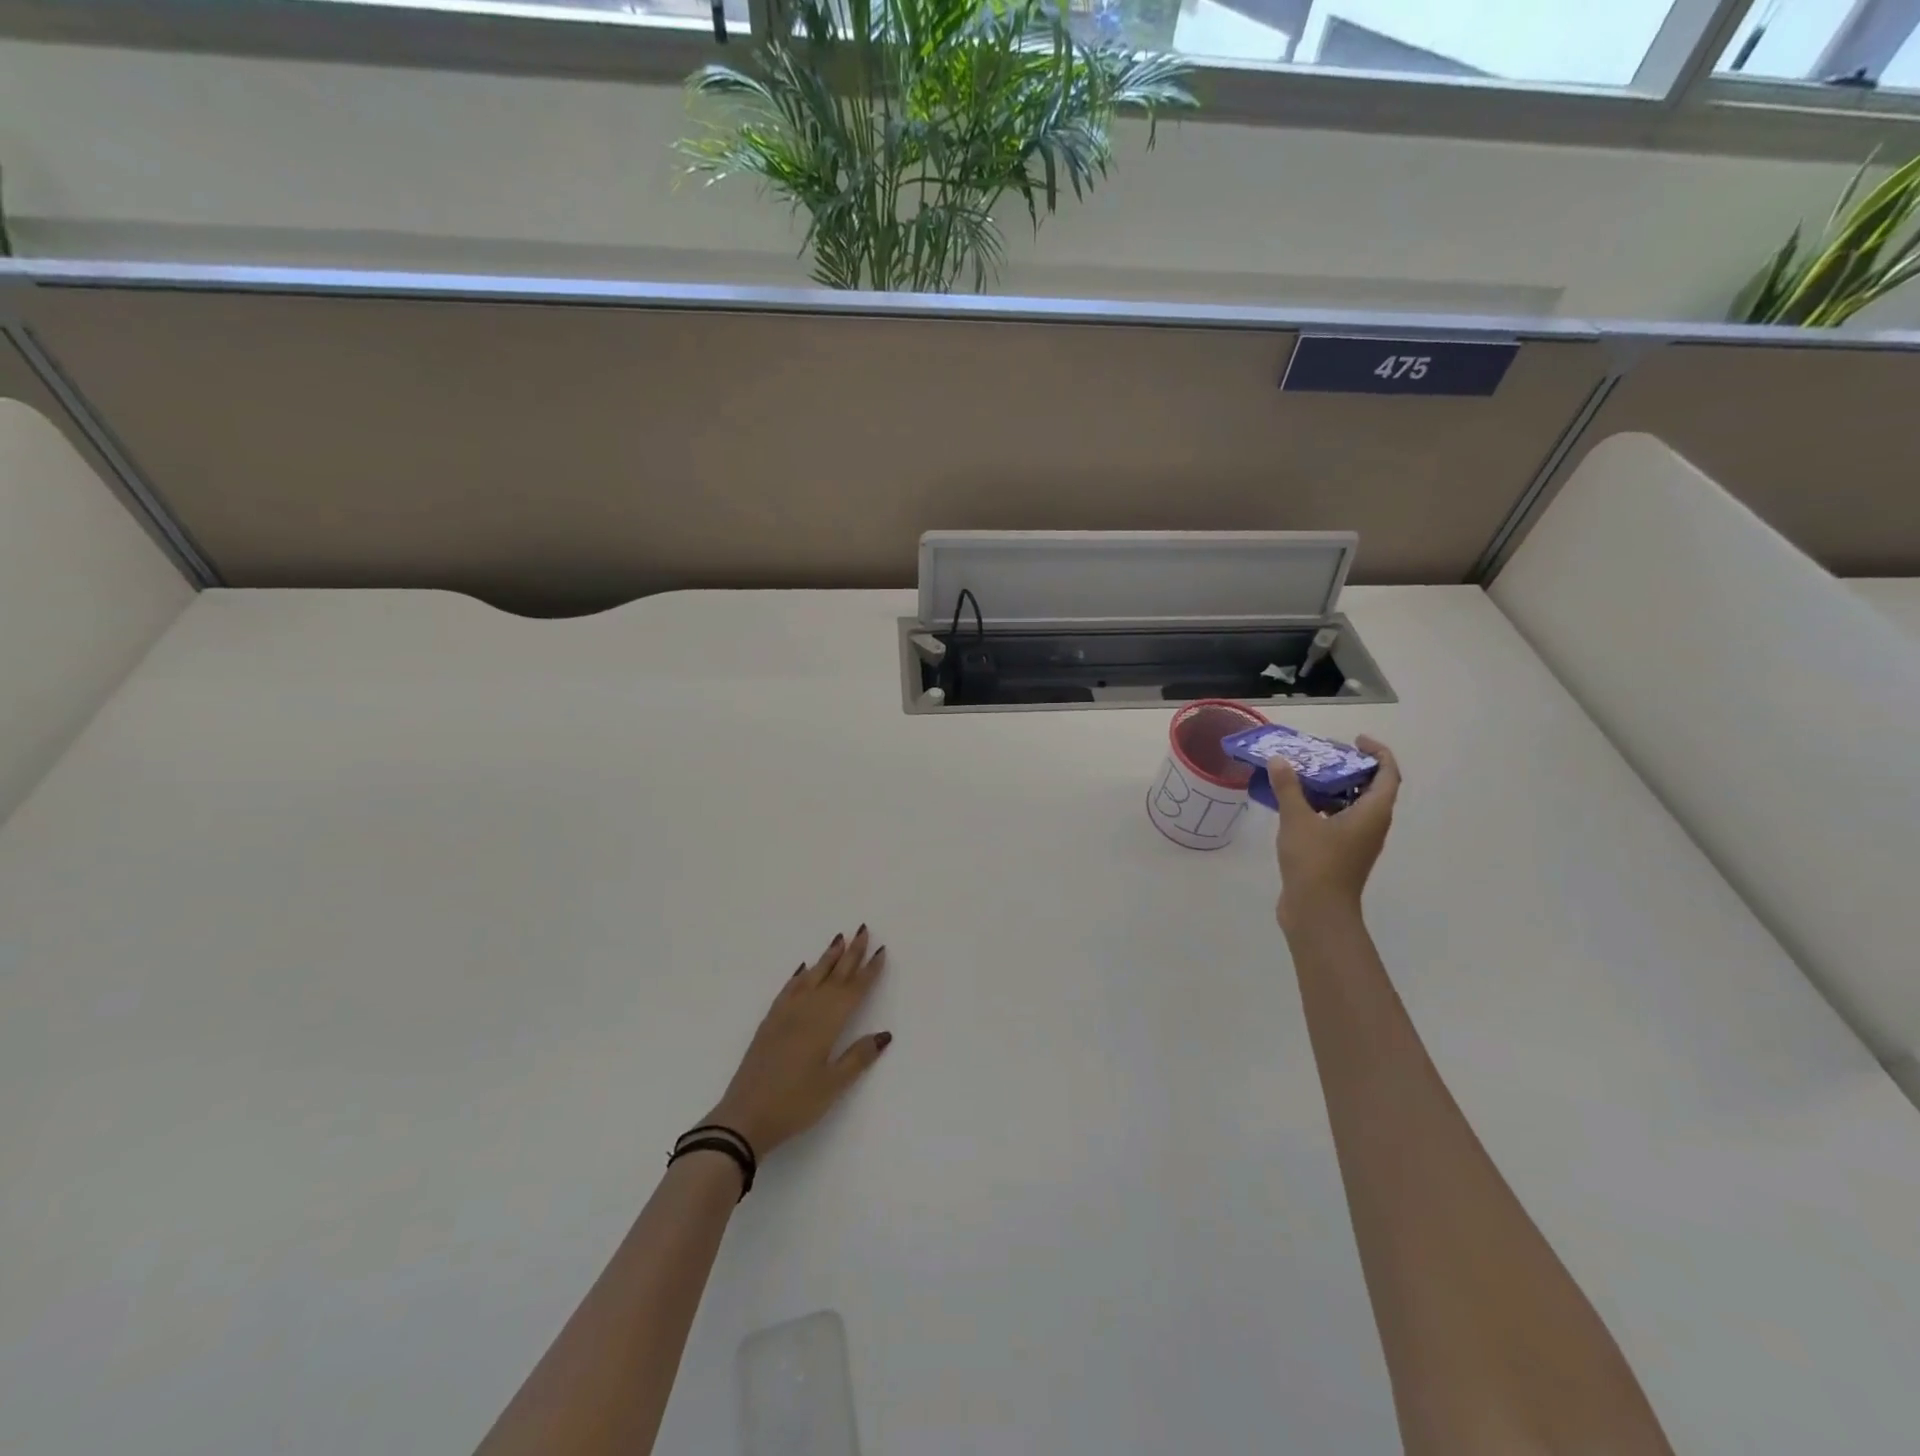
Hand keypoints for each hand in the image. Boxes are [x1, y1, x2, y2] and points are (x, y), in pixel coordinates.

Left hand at [704, 928, 891, 1156]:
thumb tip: (884, 1034)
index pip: (853, 991)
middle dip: (851, 953)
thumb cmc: (794, 1104)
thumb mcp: (832, 1086)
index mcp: (826, 1024)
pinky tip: (803, 968)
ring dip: (827, 957)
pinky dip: (799, 975)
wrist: (744, 1117)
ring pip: (811, 977)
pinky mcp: (769, 1022)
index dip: (868, 971)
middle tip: (864, 929)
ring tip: (839, 939)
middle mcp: (807, 1011)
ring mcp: (785, 1014)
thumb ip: (858, 1057)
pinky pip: (788, 989)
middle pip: (834, 976)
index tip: (881, 950)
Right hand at [1273, 736, 1401, 931]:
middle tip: (1325, 755)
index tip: (1356, 740)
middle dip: (1352, 768)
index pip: (1388, 774)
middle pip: (1372, 788)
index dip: (1378, 752)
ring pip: (1354, 806)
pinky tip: (1298, 805)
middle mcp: (1372, 825)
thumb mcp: (1297, 819)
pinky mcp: (1342, 855)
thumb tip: (1279, 760)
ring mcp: (1358, 842)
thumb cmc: (1315, 862)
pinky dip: (1325, 808)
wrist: (1317, 912)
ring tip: (1307, 775)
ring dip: (1336, 789)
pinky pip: (1340, 821)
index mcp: (1373, 813)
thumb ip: (1289, 787)